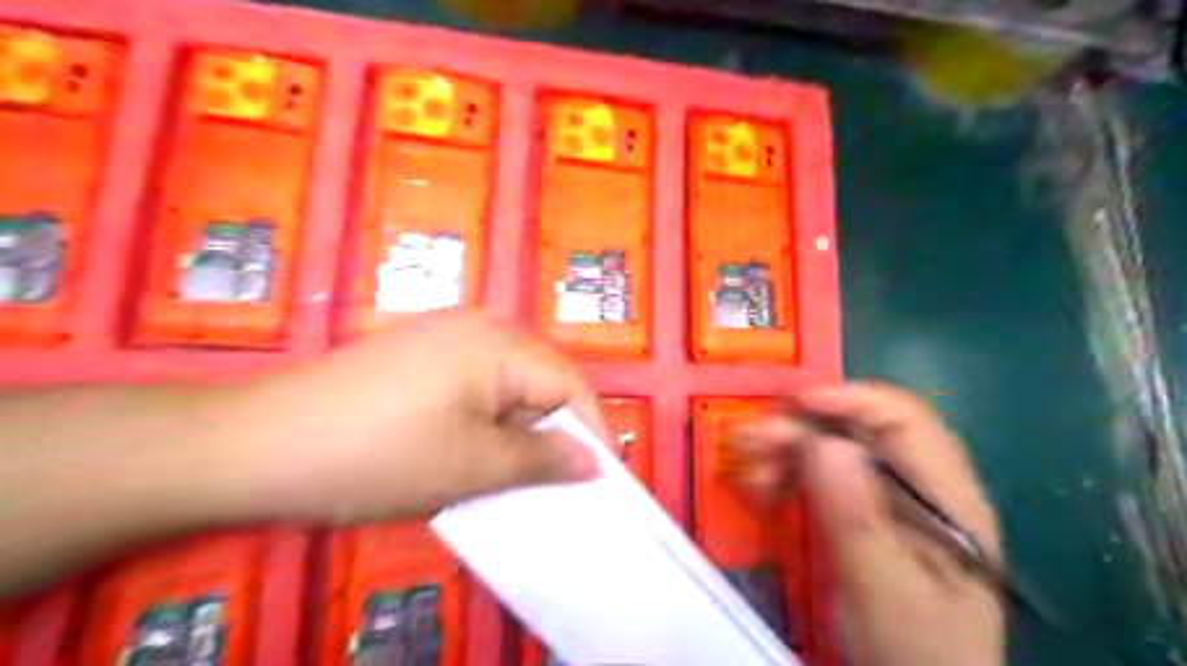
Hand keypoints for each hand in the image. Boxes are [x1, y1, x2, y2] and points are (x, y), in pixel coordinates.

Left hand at [215, 309, 603, 525]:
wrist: (257, 445)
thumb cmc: (378, 456)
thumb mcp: (473, 466)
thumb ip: (543, 461)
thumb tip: (594, 462)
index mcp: (500, 343)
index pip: (570, 385)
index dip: (590, 433)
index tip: (598, 481)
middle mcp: (480, 325)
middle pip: (542, 379)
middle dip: (552, 431)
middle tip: (551, 482)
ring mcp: (444, 334)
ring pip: (509, 384)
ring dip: (518, 428)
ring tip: (509, 472)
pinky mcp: (420, 352)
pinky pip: (476, 383)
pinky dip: (486, 418)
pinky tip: (468, 449)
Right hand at [735, 382, 999, 663]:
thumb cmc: (913, 651)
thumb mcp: (885, 591)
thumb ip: (857, 521)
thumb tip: (825, 444)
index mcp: (948, 499)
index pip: (907, 423)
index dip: (853, 400)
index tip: (797, 402)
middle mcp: (918, 490)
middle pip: (860, 433)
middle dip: (802, 428)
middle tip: (749, 436)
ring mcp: (886, 503)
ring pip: (834, 452)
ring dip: (787, 449)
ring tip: (745, 460)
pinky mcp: (858, 516)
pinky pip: (820, 479)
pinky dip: (787, 474)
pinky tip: (760, 482)